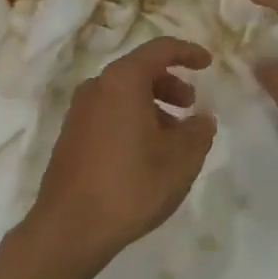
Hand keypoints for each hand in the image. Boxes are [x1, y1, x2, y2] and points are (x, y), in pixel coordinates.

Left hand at [26, 38, 216, 278]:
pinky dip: (132, 120)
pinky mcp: (71, 136)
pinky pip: (109, 113)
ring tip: (173, 138)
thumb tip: (202, 118)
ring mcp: (79, 112)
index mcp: (122, 81)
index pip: (160, 49)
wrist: (69, 229)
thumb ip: (199, 131)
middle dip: (170, 84)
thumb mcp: (180, 160)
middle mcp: (97, 87)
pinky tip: (146, 154)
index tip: (207, 63)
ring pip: (124, 95)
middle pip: (139, 71)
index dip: (187, 52)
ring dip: (153, 106)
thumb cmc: (130, 185)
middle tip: (191, 106)